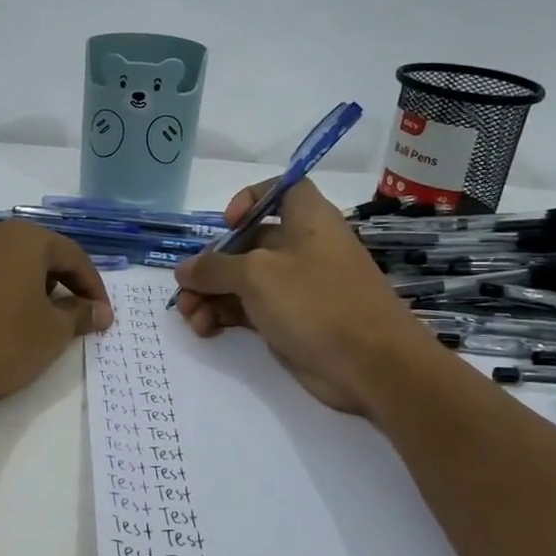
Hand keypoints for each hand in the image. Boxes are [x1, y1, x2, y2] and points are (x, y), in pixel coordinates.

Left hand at [0, 220, 113, 406]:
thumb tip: (101, 312)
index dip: (93, 287)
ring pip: (12, 262)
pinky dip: (7, 290)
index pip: (73, 256)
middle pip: (41, 253)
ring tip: (45, 320)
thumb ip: (81, 315)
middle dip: (64, 284)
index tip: (103, 317)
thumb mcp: (53, 332)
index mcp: (24, 236)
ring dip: (35, 287)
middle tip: (78, 317)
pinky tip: (10, 319)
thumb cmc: (1, 341)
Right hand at [173, 180, 431, 413]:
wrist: (371, 365)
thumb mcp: (257, 275)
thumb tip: (184, 270)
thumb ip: (214, 268)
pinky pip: (250, 308)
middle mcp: (302, 246)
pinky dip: (225, 315)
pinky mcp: (292, 320)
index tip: (227, 222)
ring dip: (211, 295)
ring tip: (190, 318)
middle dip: (211, 264)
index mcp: (306, 218)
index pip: (281, 189)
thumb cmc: (316, 301)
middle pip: (248, 242)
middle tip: (186, 290)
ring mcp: (297, 286)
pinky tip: (205, 330)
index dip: (251, 198)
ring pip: (243, 280)